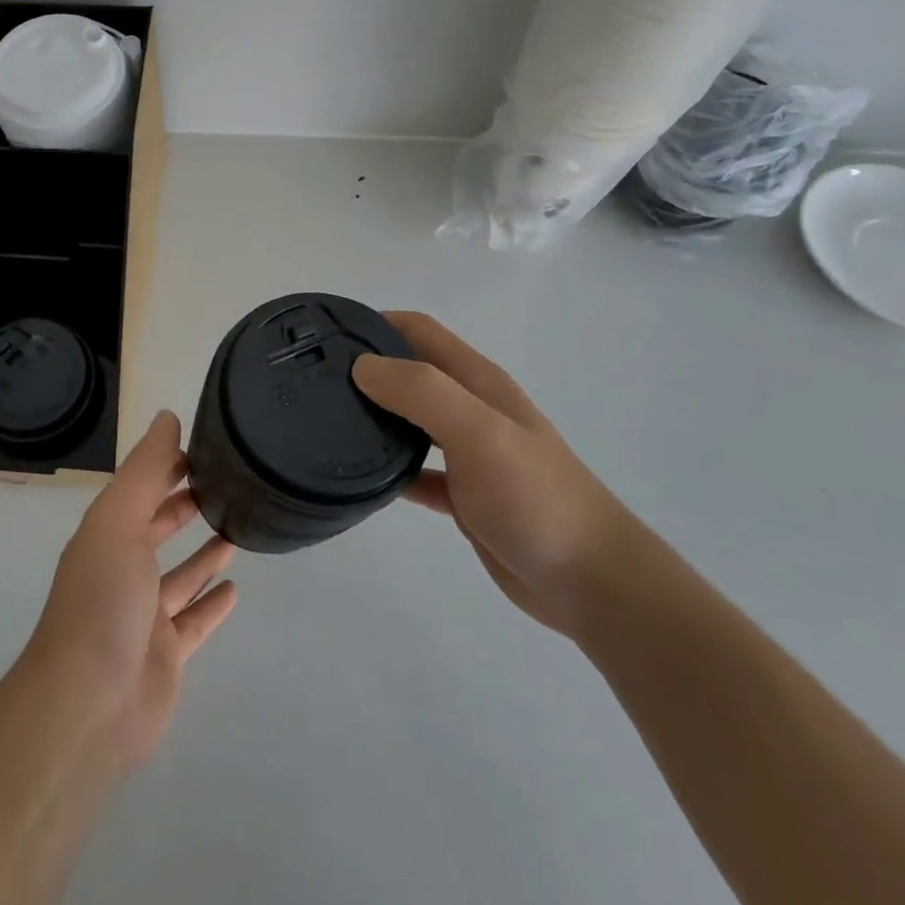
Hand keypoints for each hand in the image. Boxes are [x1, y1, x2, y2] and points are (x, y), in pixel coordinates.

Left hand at [23, 412, 237, 770]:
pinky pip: (194, 622)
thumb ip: (145, 470)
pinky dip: (211, 604)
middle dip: (184, 505)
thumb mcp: (119, 521)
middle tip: (227, 485)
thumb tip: (167, 417)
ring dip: (204, 554)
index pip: (141, 488)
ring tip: (239, 529)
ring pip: (180, 576)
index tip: (204, 447)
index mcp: (107, 535)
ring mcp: (144, 616)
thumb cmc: (102, 600)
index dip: (167, 466)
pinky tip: (234, 589)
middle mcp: (123, 570)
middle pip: (158, 529)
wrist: (88, 704)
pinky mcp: (166, 655)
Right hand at [353, 312, 640, 635]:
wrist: (591, 582)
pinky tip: (360, 480)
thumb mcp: (479, 432)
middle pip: (410, 372)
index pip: (419, 331)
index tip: (326, 334)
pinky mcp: (465, 496)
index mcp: (478, 382)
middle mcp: (472, 409)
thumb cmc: (535, 497)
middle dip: (366, 367)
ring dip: (374, 415)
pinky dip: (389, 470)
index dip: (376, 322)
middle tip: (314, 380)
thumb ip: (422, 393)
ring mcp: (469, 453)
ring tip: (325, 421)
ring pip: (410, 421)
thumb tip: (362, 367)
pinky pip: (416, 472)